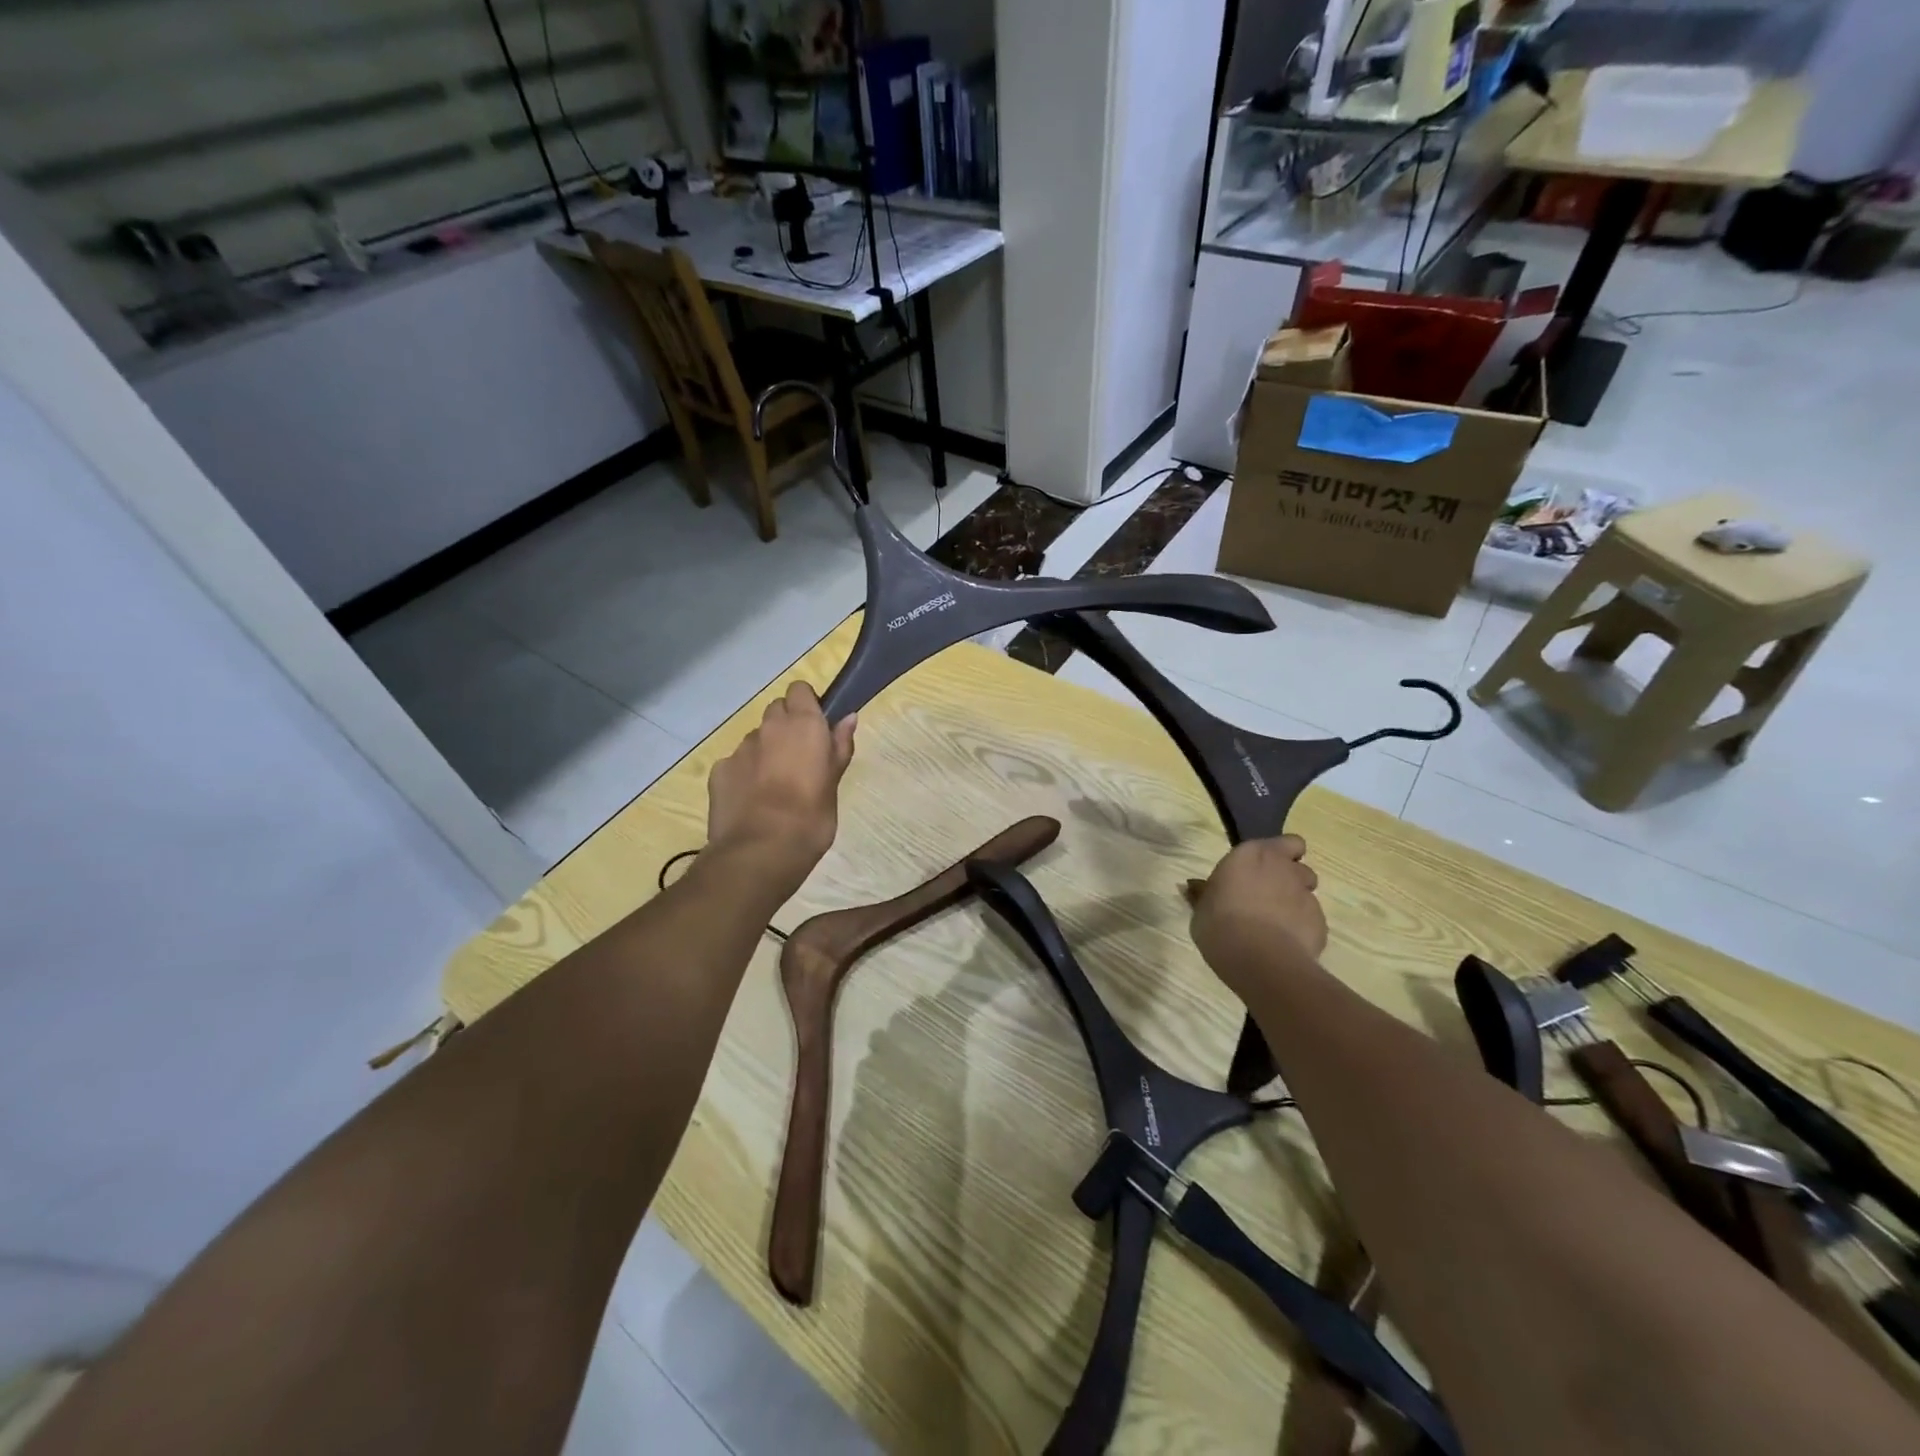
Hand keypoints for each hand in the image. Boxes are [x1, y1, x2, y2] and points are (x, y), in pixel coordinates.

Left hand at [707, 682, 856, 879]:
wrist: (760, 851)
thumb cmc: (811, 817)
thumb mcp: (834, 782)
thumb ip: (839, 746)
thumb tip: (849, 717)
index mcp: (803, 725)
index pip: (800, 690)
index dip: (807, 705)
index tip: (817, 727)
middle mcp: (769, 728)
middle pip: (776, 710)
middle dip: (786, 726)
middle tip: (799, 757)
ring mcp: (740, 748)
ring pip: (756, 738)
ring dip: (765, 751)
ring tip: (774, 785)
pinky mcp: (719, 771)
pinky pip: (736, 763)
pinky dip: (744, 774)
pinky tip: (752, 801)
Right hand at [1189, 836, 1327, 999]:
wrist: (1259, 959)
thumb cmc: (1220, 924)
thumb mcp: (1201, 908)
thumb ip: (1204, 894)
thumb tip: (1194, 887)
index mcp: (1253, 855)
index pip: (1284, 842)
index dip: (1278, 854)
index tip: (1261, 870)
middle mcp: (1284, 868)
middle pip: (1299, 865)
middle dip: (1290, 877)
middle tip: (1269, 895)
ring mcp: (1306, 895)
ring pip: (1308, 892)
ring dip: (1296, 901)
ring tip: (1277, 923)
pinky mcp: (1320, 923)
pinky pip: (1312, 920)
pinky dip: (1301, 928)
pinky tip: (1284, 944)